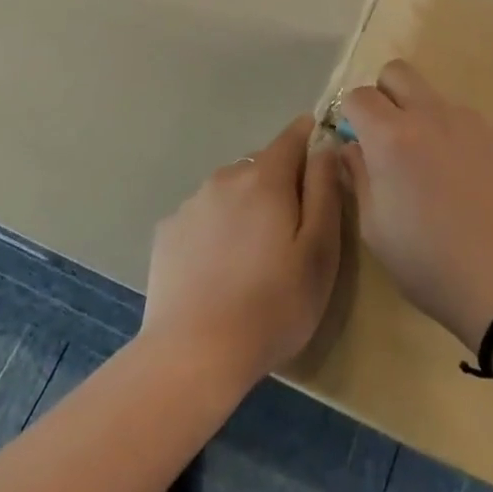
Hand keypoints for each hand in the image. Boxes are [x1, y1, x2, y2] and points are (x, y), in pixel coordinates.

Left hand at [142, 116, 343, 389]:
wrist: (193, 355)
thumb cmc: (273, 304)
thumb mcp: (320, 250)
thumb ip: (325, 189)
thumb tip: (325, 146)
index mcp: (265, 177)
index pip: (294, 135)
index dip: (312, 140)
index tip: (322, 165)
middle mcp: (225, 177)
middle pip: (262, 165)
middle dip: (281, 184)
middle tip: (292, 232)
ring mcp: (191, 203)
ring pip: (231, 190)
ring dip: (246, 206)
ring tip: (253, 256)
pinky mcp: (167, 231)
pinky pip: (203, 216)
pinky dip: (216, 229)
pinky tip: (218, 269)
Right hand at [340, 61, 492, 345]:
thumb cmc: (431, 264)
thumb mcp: (375, 229)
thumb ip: (359, 176)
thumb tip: (352, 147)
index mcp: (392, 137)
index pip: (358, 95)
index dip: (351, 116)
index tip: (358, 143)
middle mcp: (431, 114)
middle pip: (397, 72)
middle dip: (385, 95)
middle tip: (389, 138)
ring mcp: (471, 120)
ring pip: (434, 97)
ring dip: (424, 117)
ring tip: (435, 169)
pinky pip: (467, 119)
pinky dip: (456, 136)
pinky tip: (468, 179)